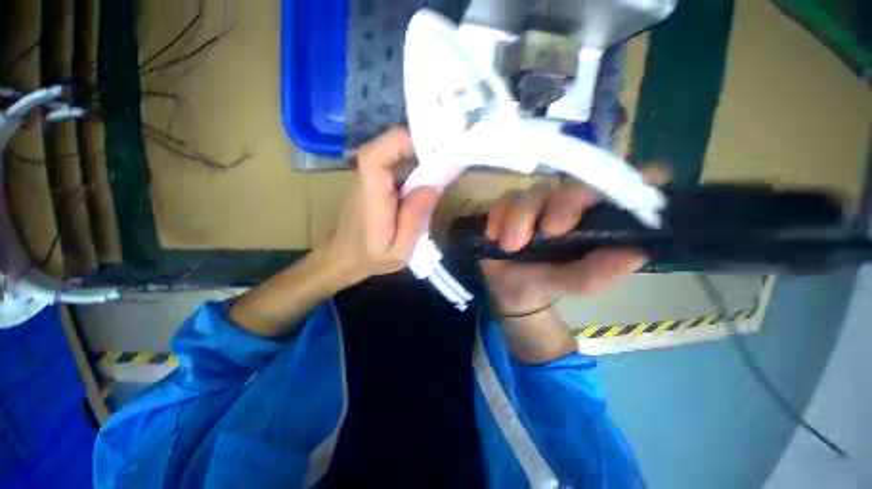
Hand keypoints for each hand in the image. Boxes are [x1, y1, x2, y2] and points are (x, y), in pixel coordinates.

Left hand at [319, 127, 438, 286]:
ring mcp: (370, 180)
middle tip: (448, 159)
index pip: (374, 157)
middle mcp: (367, 182)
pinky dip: (416, 167)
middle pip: (387, 148)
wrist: (342, 258)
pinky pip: (396, 167)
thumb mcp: (398, 252)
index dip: (400, 143)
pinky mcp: (376, 184)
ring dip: (420, 156)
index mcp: (370, 199)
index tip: (431, 148)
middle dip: (420, 147)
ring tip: (445, 169)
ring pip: (394, 155)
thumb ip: (413, 222)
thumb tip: (432, 187)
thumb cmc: (369, 259)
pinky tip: (431, 180)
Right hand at [482, 179, 651, 314]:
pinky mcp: (512, 205)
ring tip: (510, 247)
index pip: (630, 187)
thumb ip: (598, 274)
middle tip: (549, 232)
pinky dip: (499, 215)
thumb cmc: (547, 283)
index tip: (630, 193)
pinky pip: (506, 199)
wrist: (509, 286)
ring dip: (520, 217)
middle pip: (577, 183)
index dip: (639, 179)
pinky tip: (494, 235)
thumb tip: (634, 253)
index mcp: (597, 220)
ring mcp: (540, 202)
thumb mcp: (575, 285)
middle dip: (563, 203)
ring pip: (535, 192)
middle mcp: (572, 204)